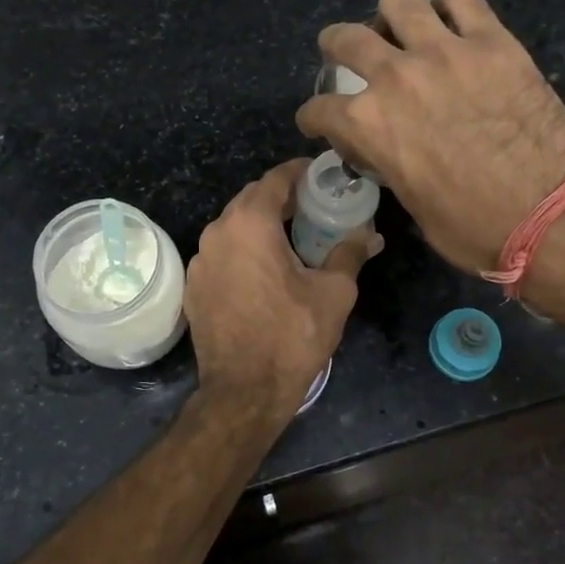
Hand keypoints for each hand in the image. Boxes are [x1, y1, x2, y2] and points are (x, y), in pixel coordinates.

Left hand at [185, 160, 381, 415]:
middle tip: (314, 207)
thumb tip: (370, 236)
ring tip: (292, 238)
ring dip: (261, 224)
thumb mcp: (333, 293)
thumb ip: (350, 254)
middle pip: (251, 199)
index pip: (275, 179)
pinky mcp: (194, 286)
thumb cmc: (292, 336)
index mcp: (250, 224)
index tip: (322, 175)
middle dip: (282, 198)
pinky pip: (222, 253)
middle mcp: (217, 233)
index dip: (300, 172)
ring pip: (233, 227)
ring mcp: (200, 261)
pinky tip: (264, 271)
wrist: (244, 391)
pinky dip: (243, 250)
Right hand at [296, 0, 564, 273]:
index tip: (321, 121)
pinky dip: (449, 6)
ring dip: (391, 16)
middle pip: (345, 39)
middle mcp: (395, 77)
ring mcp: (445, 52)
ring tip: (402, 31)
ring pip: (398, 0)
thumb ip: (388, 162)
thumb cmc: (472, 227)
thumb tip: (384, 148)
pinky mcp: (493, 42)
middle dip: (335, 47)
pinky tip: (451, 23)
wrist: (548, 215)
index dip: (315, 117)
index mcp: (368, 125)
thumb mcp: (410, 202)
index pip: (320, 109)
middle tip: (345, 54)